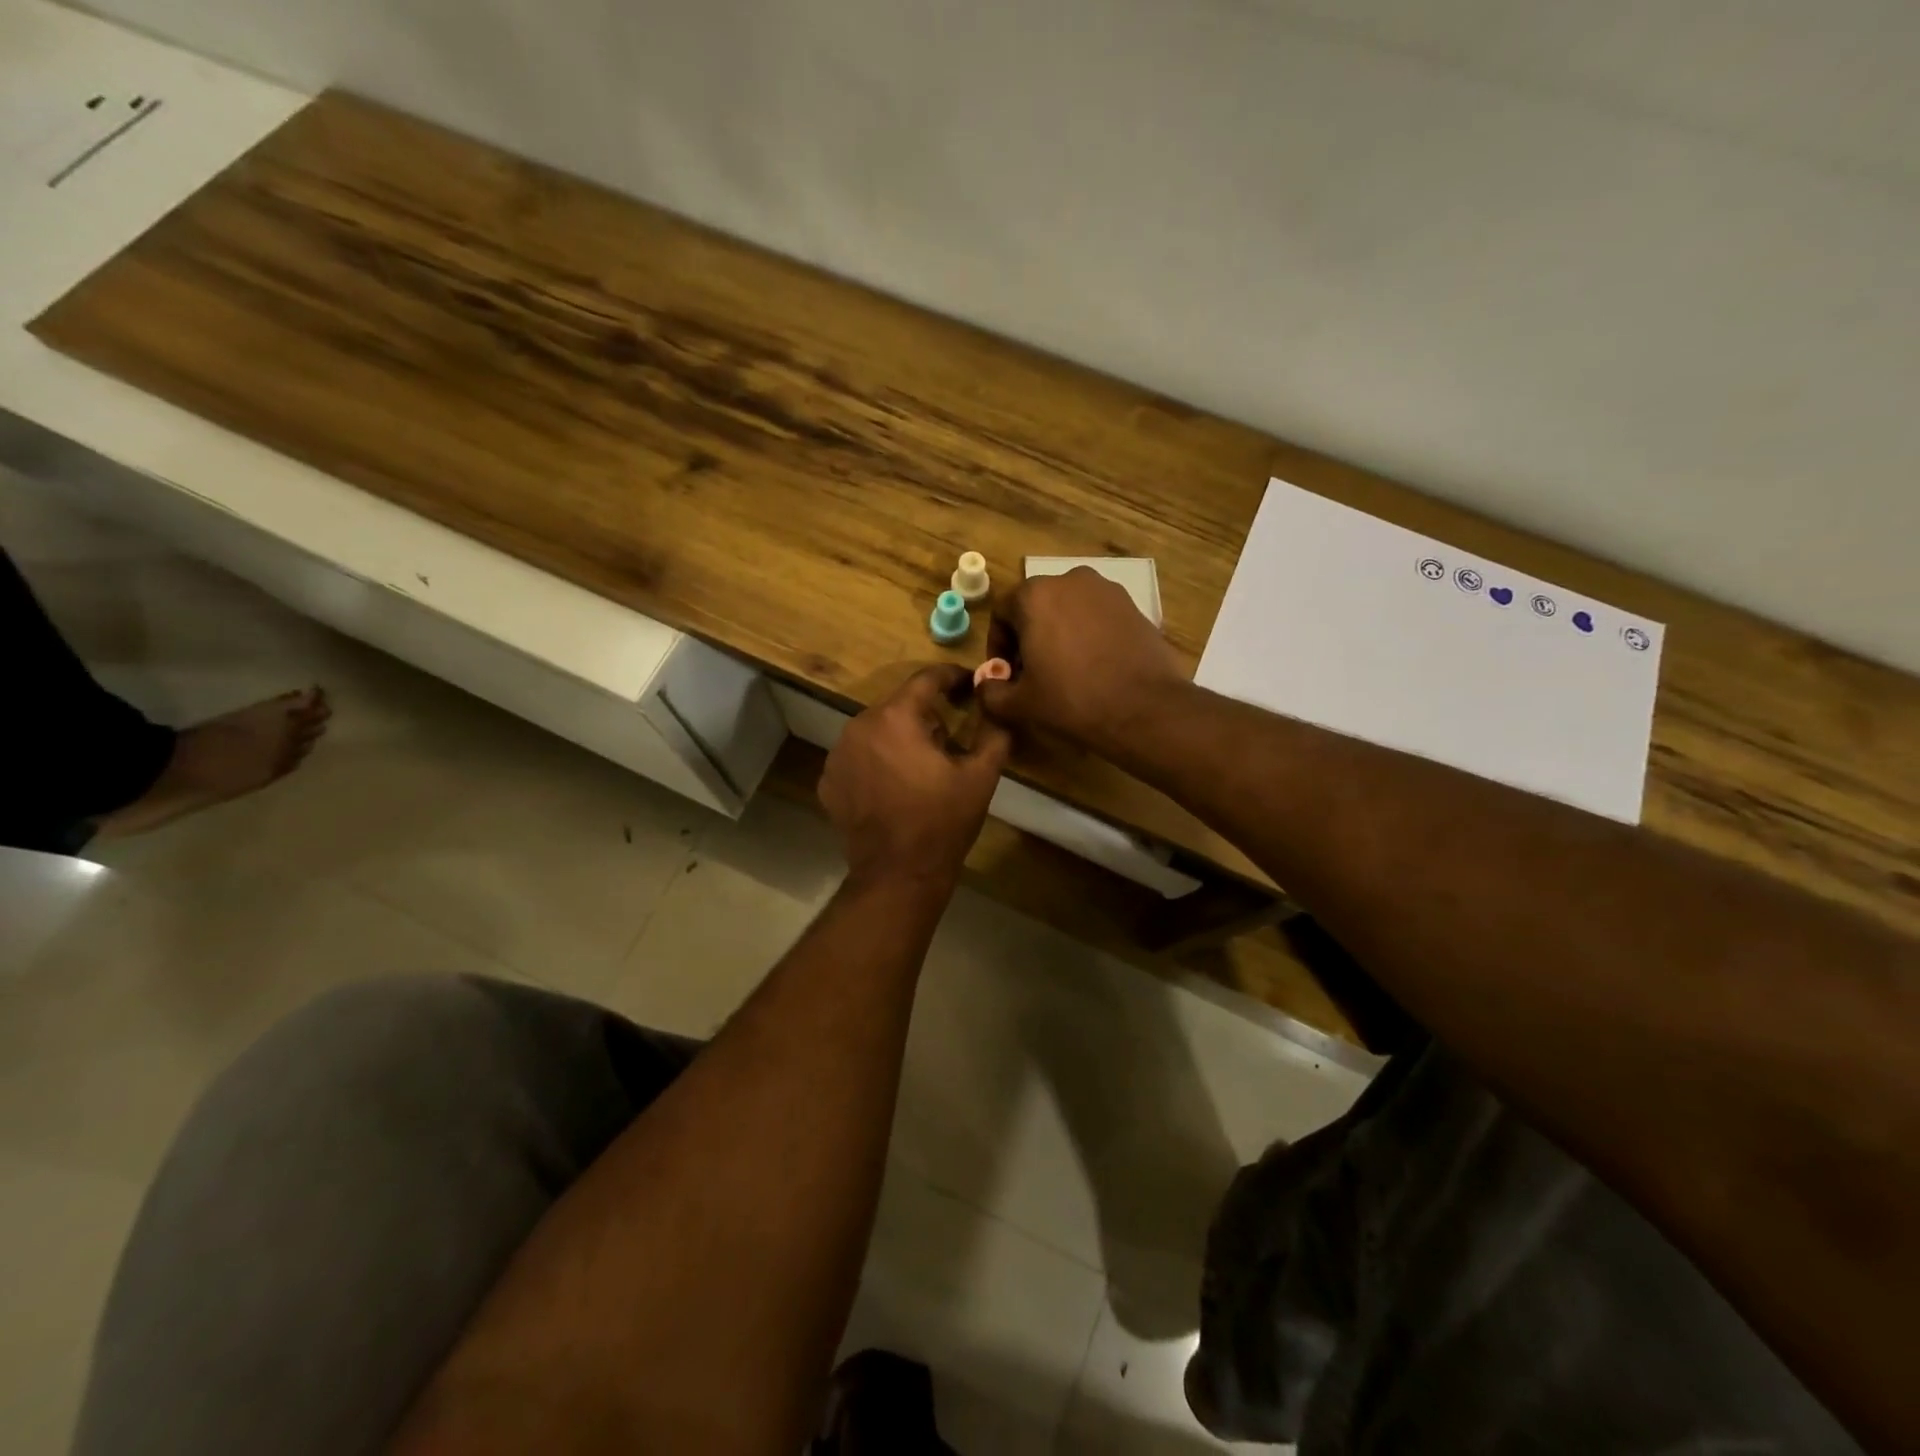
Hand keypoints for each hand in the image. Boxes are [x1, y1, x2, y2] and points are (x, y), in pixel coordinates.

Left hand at [820, 667, 1010, 887]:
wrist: (897, 875)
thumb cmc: (942, 822)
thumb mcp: (981, 776)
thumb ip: (993, 731)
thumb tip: (996, 704)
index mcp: (896, 717)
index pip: (927, 679)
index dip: (953, 677)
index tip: (970, 683)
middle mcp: (860, 726)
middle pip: (899, 705)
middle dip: (926, 715)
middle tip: (949, 741)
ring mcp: (838, 754)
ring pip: (877, 730)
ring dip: (899, 739)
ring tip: (921, 769)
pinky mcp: (829, 780)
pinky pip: (859, 757)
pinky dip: (877, 762)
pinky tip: (894, 788)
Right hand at [979, 567, 1185, 750]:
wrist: (1144, 709)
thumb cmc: (1072, 701)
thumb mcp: (1019, 704)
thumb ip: (991, 691)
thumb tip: (987, 684)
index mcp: (1034, 595)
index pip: (1001, 613)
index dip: (997, 646)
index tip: (1006, 674)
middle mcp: (1070, 580)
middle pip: (1036, 606)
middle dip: (1028, 637)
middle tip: (1032, 673)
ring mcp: (1107, 590)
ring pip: (1069, 609)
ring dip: (1059, 634)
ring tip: (1065, 671)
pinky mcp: (1134, 606)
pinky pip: (1098, 616)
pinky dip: (1088, 635)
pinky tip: (1095, 667)